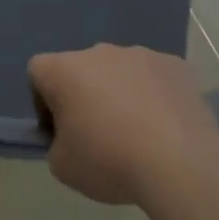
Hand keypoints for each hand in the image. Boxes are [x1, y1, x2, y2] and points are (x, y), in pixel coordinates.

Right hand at [28, 44, 218, 206]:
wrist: (180, 163)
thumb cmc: (109, 161)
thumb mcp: (62, 167)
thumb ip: (56, 144)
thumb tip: (71, 136)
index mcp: (64, 69)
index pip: (38, 71)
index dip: (42, 100)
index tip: (59, 130)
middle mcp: (99, 52)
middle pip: (81, 69)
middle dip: (84, 96)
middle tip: (99, 135)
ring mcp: (140, 54)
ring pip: (119, 71)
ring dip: (120, 93)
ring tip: (139, 133)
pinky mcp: (174, 64)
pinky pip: (153, 76)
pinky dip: (153, 95)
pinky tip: (165, 126)